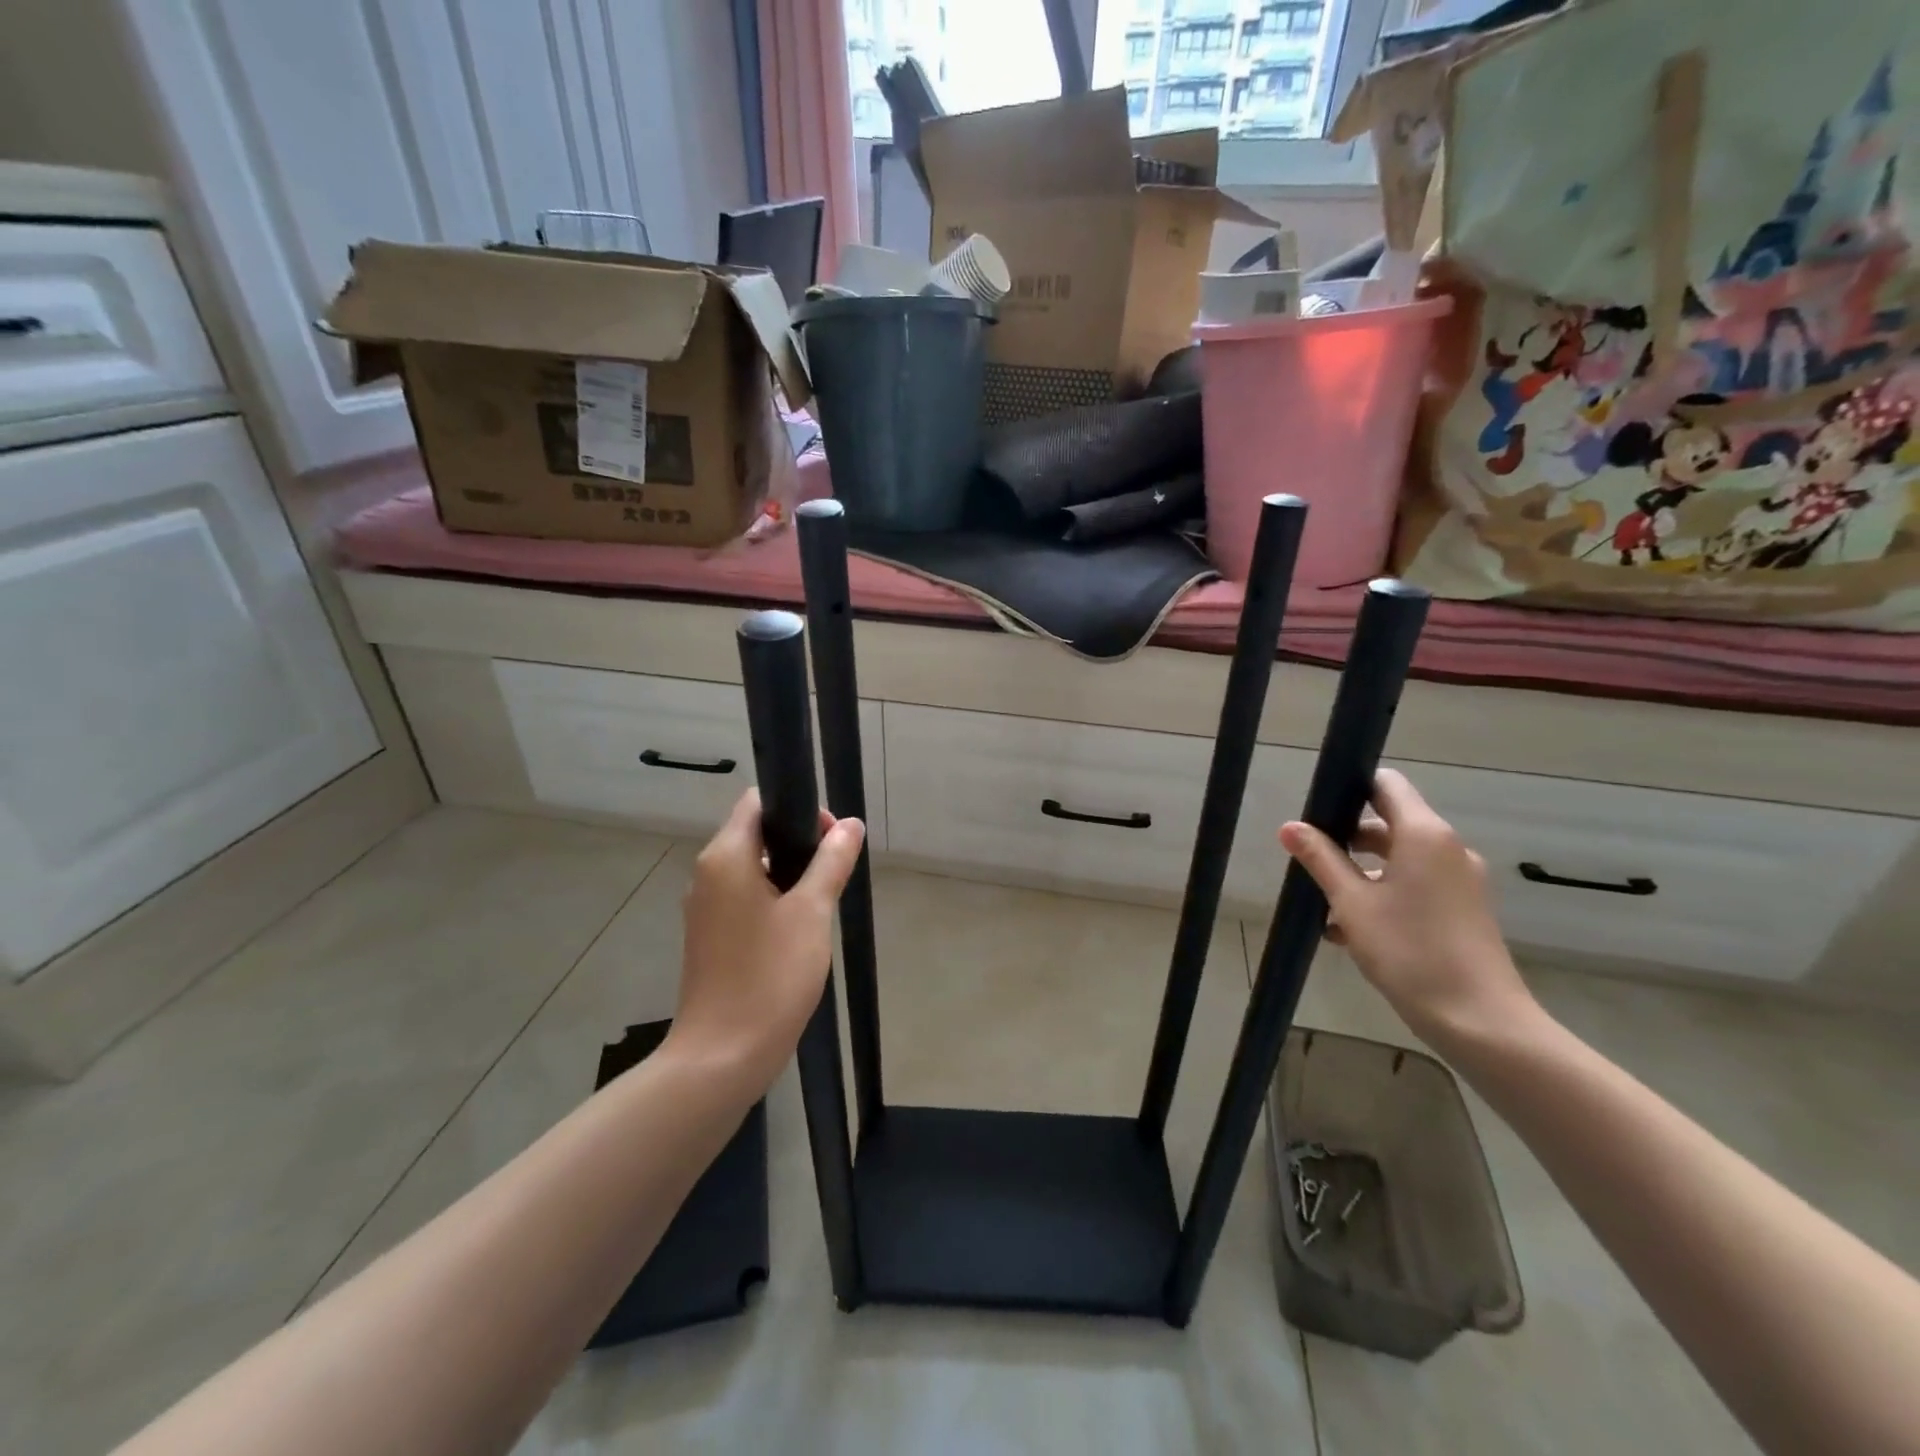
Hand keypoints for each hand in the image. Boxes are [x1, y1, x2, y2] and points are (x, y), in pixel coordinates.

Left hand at [669, 789, 864, 1089]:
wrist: (721, 1057)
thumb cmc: (769, 976)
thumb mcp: (812, 913)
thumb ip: (832, 862)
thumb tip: (851, 824)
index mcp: (726, 857)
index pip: (758, 802)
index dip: (799, 809)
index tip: (832, 839)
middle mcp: (708, 874)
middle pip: (757, 834)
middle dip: (801, 843)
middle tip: (836, 873)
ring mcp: (706, 908)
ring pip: (754, 869)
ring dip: (791, 875)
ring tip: (824, 904)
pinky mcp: (711, 937)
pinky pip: (746, 898)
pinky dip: (775, 901)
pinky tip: (801, 931)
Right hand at [1279, 769, 1537, 1046]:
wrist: (1480, 1021)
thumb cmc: (1410, 951)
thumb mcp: (1352, 903)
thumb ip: (1320, 859)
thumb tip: (1290, 826)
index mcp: (1424, 834)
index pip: (1386, 784)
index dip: (1350, 788)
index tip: (1317, 810)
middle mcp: (1447, 848)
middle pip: (1389, 823)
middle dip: (1346, 839)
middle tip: (1310, 863)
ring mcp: (1460, 880)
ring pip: (1399, 859)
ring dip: (1361, 873)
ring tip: (1324, 905)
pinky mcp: (1463, 909)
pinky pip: (1415, 885)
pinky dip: (1383, 894)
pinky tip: (1350, 931)